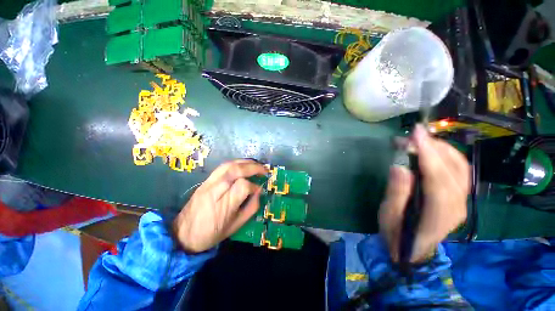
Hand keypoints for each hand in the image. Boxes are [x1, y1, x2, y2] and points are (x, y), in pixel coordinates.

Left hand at [173, 159, 267, 252]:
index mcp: (224, 206)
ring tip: (256, 164)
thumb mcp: (236, 226)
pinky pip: (222, 167)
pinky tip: (243, 165)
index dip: (254, 186)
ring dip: (245, 162)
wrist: (183, 234)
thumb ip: (251, 207)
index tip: (259, 189)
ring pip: (228, 165)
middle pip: (235, 171)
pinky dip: (235, 163)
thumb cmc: (212, 233)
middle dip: (253, 167)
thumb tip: (259, 192)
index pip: (243, 186)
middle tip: (264, 169)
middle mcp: (215, 191)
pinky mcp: (205, 181)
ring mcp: (208, 184)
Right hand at [379, 125, 469, 262]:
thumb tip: (399, 167)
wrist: (413, 250)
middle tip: (409, 136)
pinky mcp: (460, 197)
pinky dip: (446, 155)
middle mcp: (457, 205)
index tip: (416, 134)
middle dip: (433, 147)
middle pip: (453, 169)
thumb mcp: (388, 215)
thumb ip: (396, 193)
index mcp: (438, 214)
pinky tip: (431, 150)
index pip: (438, 178)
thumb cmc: (396, 233)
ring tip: (418, 140)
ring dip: (441, 148)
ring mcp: (462, 201)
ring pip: (460, 167)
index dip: (428, 154)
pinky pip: (459, 170)